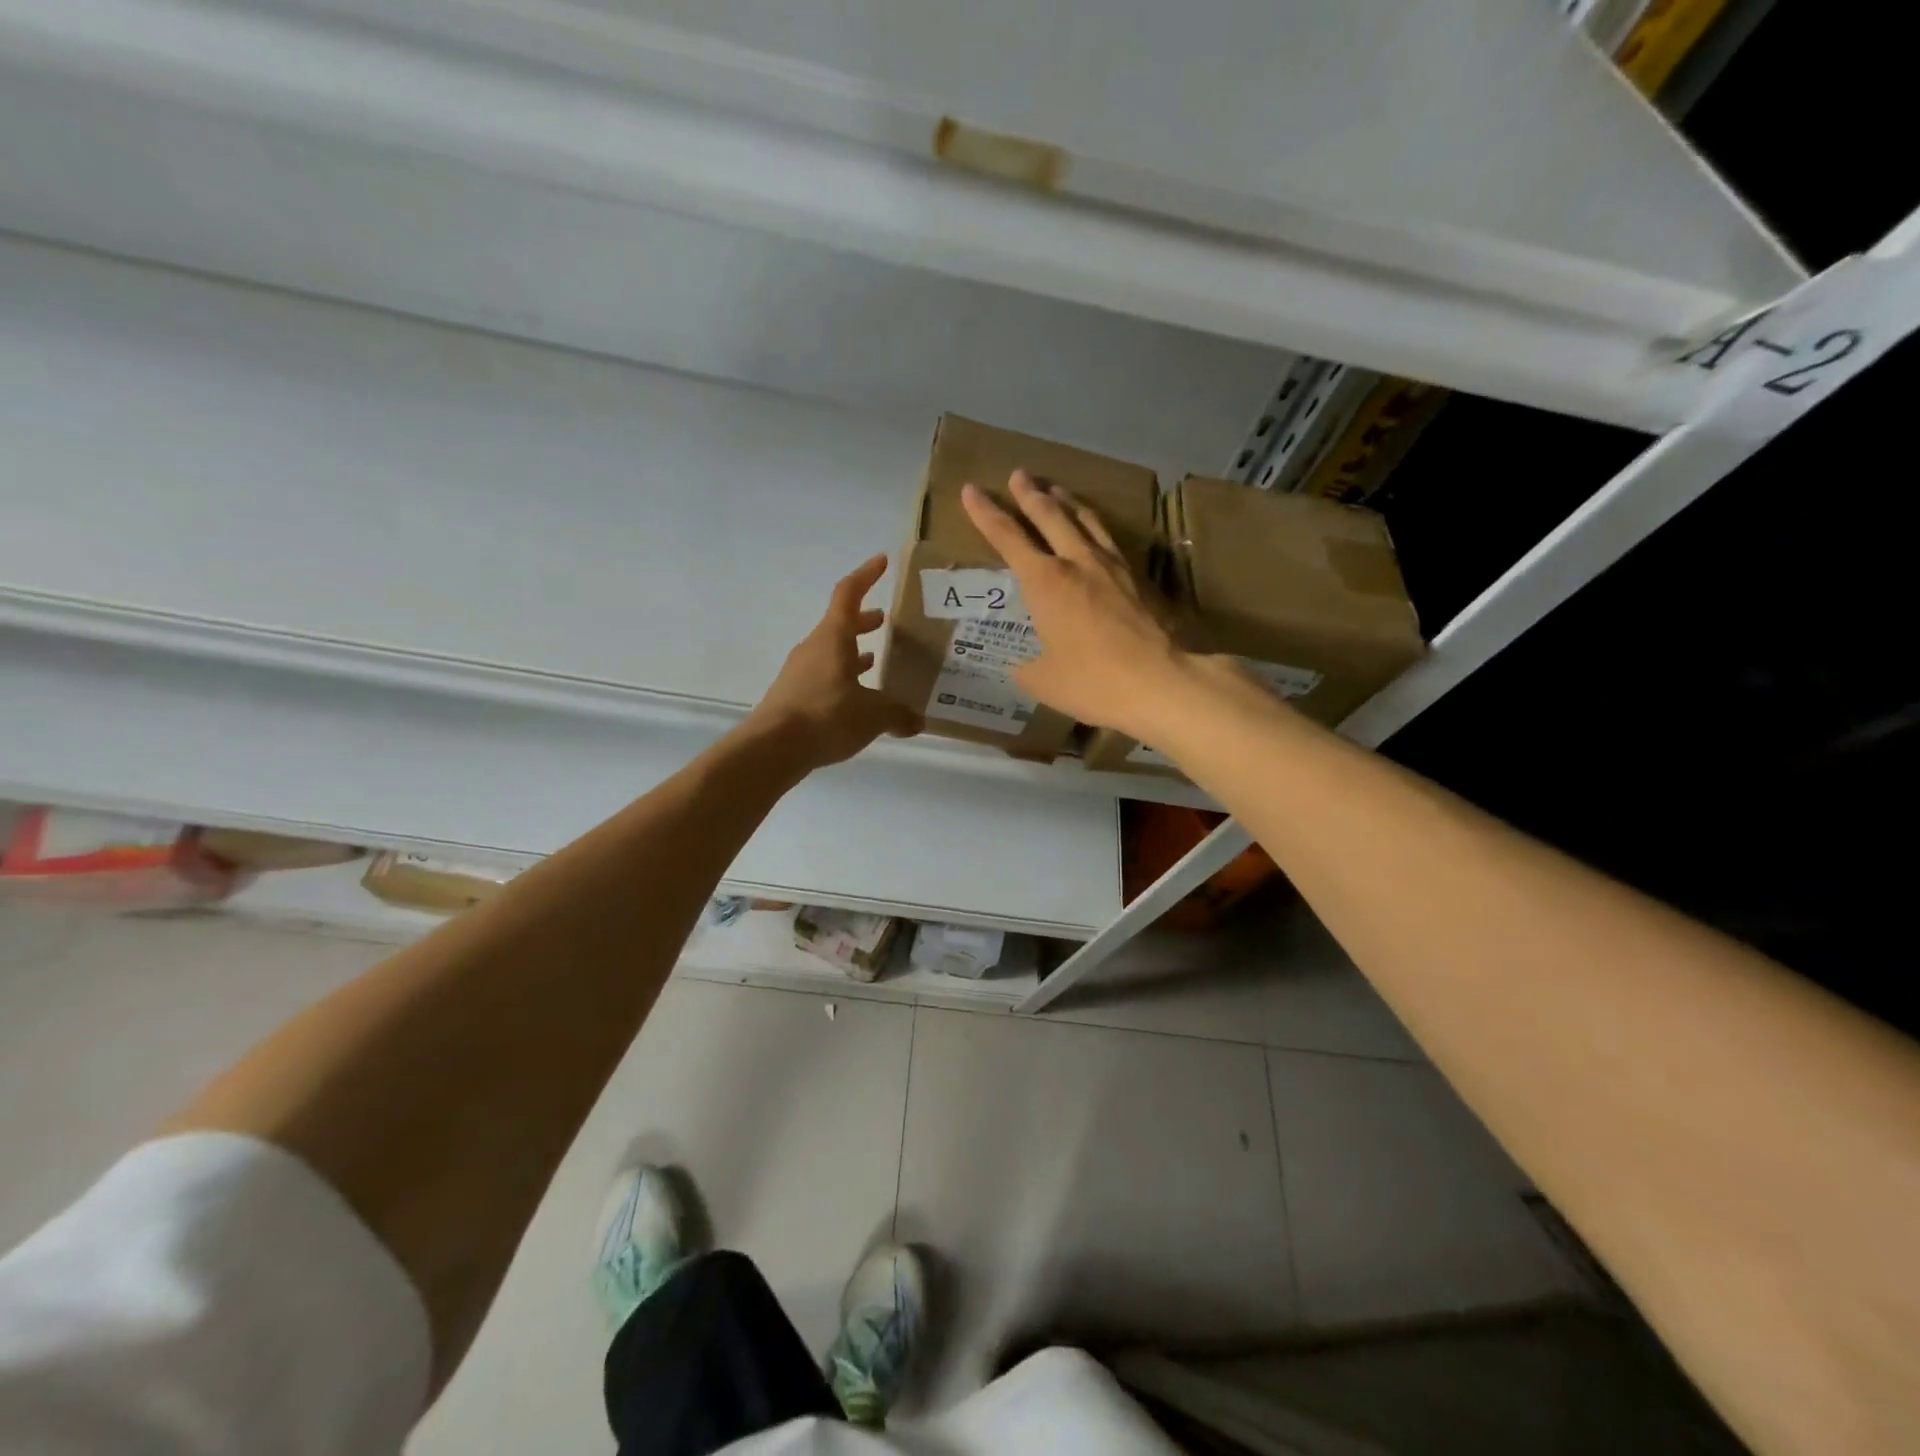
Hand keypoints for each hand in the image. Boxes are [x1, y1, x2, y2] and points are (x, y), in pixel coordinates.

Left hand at [748, 554, 921, 769]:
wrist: (772, 748)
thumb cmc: (826, 716)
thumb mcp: (872, 716)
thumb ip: (897, 714)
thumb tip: (918, 720)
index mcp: (834, 637)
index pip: (849, 594)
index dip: (866, 575)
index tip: (881, 561)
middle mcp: (814, 647)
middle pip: (840, 624)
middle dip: (863, 621)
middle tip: (884, 622)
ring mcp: (800, 672)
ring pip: (831, 652)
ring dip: (852, 652)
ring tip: (875, 662)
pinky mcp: (793, 695)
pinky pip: (823, 676)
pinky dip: (842, 678)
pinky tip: (856, 700)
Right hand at [960, 471, 1188, 740]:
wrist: (1159, 680)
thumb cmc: (1092, 681)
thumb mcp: (1044, 681)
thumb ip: (1028, 668)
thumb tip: (1024, 666)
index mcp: (1044, 582)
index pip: (1007, 537)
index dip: (985, 513)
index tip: (971, 490)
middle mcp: (1076, 561)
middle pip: (1049, 515)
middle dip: (1029, 493)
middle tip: (1019, 474)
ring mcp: (1112, 566)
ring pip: (1085, 519)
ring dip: (1066, 501)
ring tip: (1056, 490)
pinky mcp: (1138, 577)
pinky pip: (1109, 539)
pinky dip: (1095, 525)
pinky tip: (1096, 531)